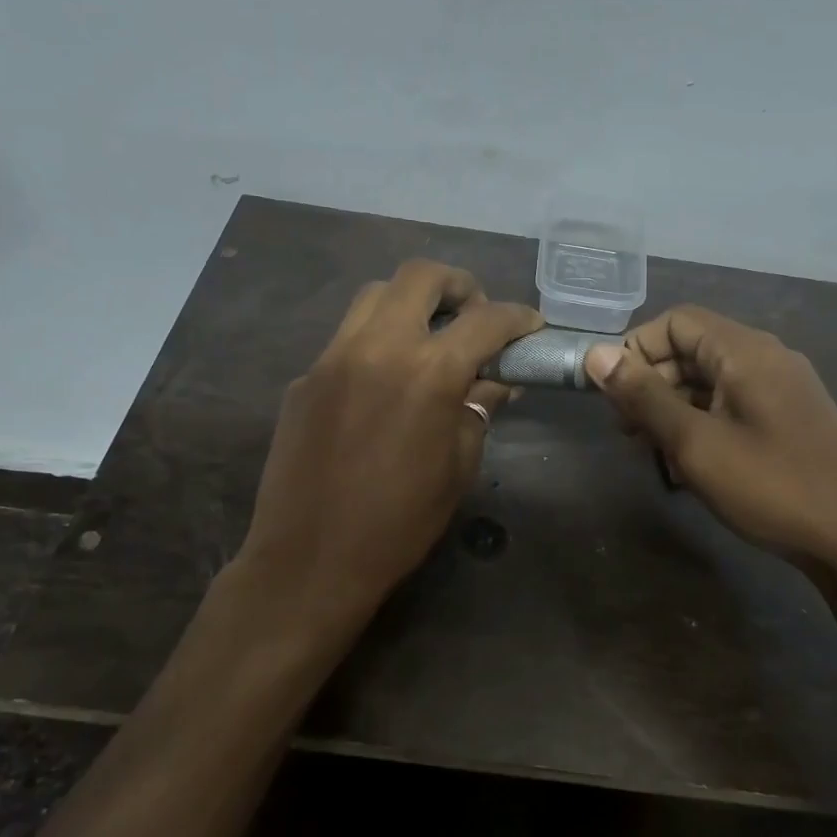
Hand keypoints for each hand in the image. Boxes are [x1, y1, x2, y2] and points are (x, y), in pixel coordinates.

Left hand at [234, 259, 542, 648]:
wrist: (310, 560)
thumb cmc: (400, 523)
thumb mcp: (458, 466)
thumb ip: (479, 409)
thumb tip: (497, 379)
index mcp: (428, 372)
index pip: (485, 320)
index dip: (517, 317)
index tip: (530, 326)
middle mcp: (378, 347)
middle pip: (420, 276)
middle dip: (458, 285)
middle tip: (474, 315)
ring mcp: (333, 357)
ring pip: (375, 294)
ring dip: (411, 302)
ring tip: (430, 336)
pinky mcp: (305, 377)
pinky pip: (347, 336)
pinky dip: (377, 338)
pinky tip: (386, 378)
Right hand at [583, 306, 836, 592]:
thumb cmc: (772, 486)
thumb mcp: (695, 443)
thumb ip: (643, 397)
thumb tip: (596, 355)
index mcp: (745, 351)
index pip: (676, 321)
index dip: (636, 348)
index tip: (611, 393)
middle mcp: (766, 358)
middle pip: (692, 349)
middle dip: (650, 382)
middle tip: (624, 429)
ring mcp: (781, 389)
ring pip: (710, 381)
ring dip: (672, 407)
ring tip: (648, 449)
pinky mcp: (789, 419)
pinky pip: (731, 405)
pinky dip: (701, 422)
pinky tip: (686, 463)